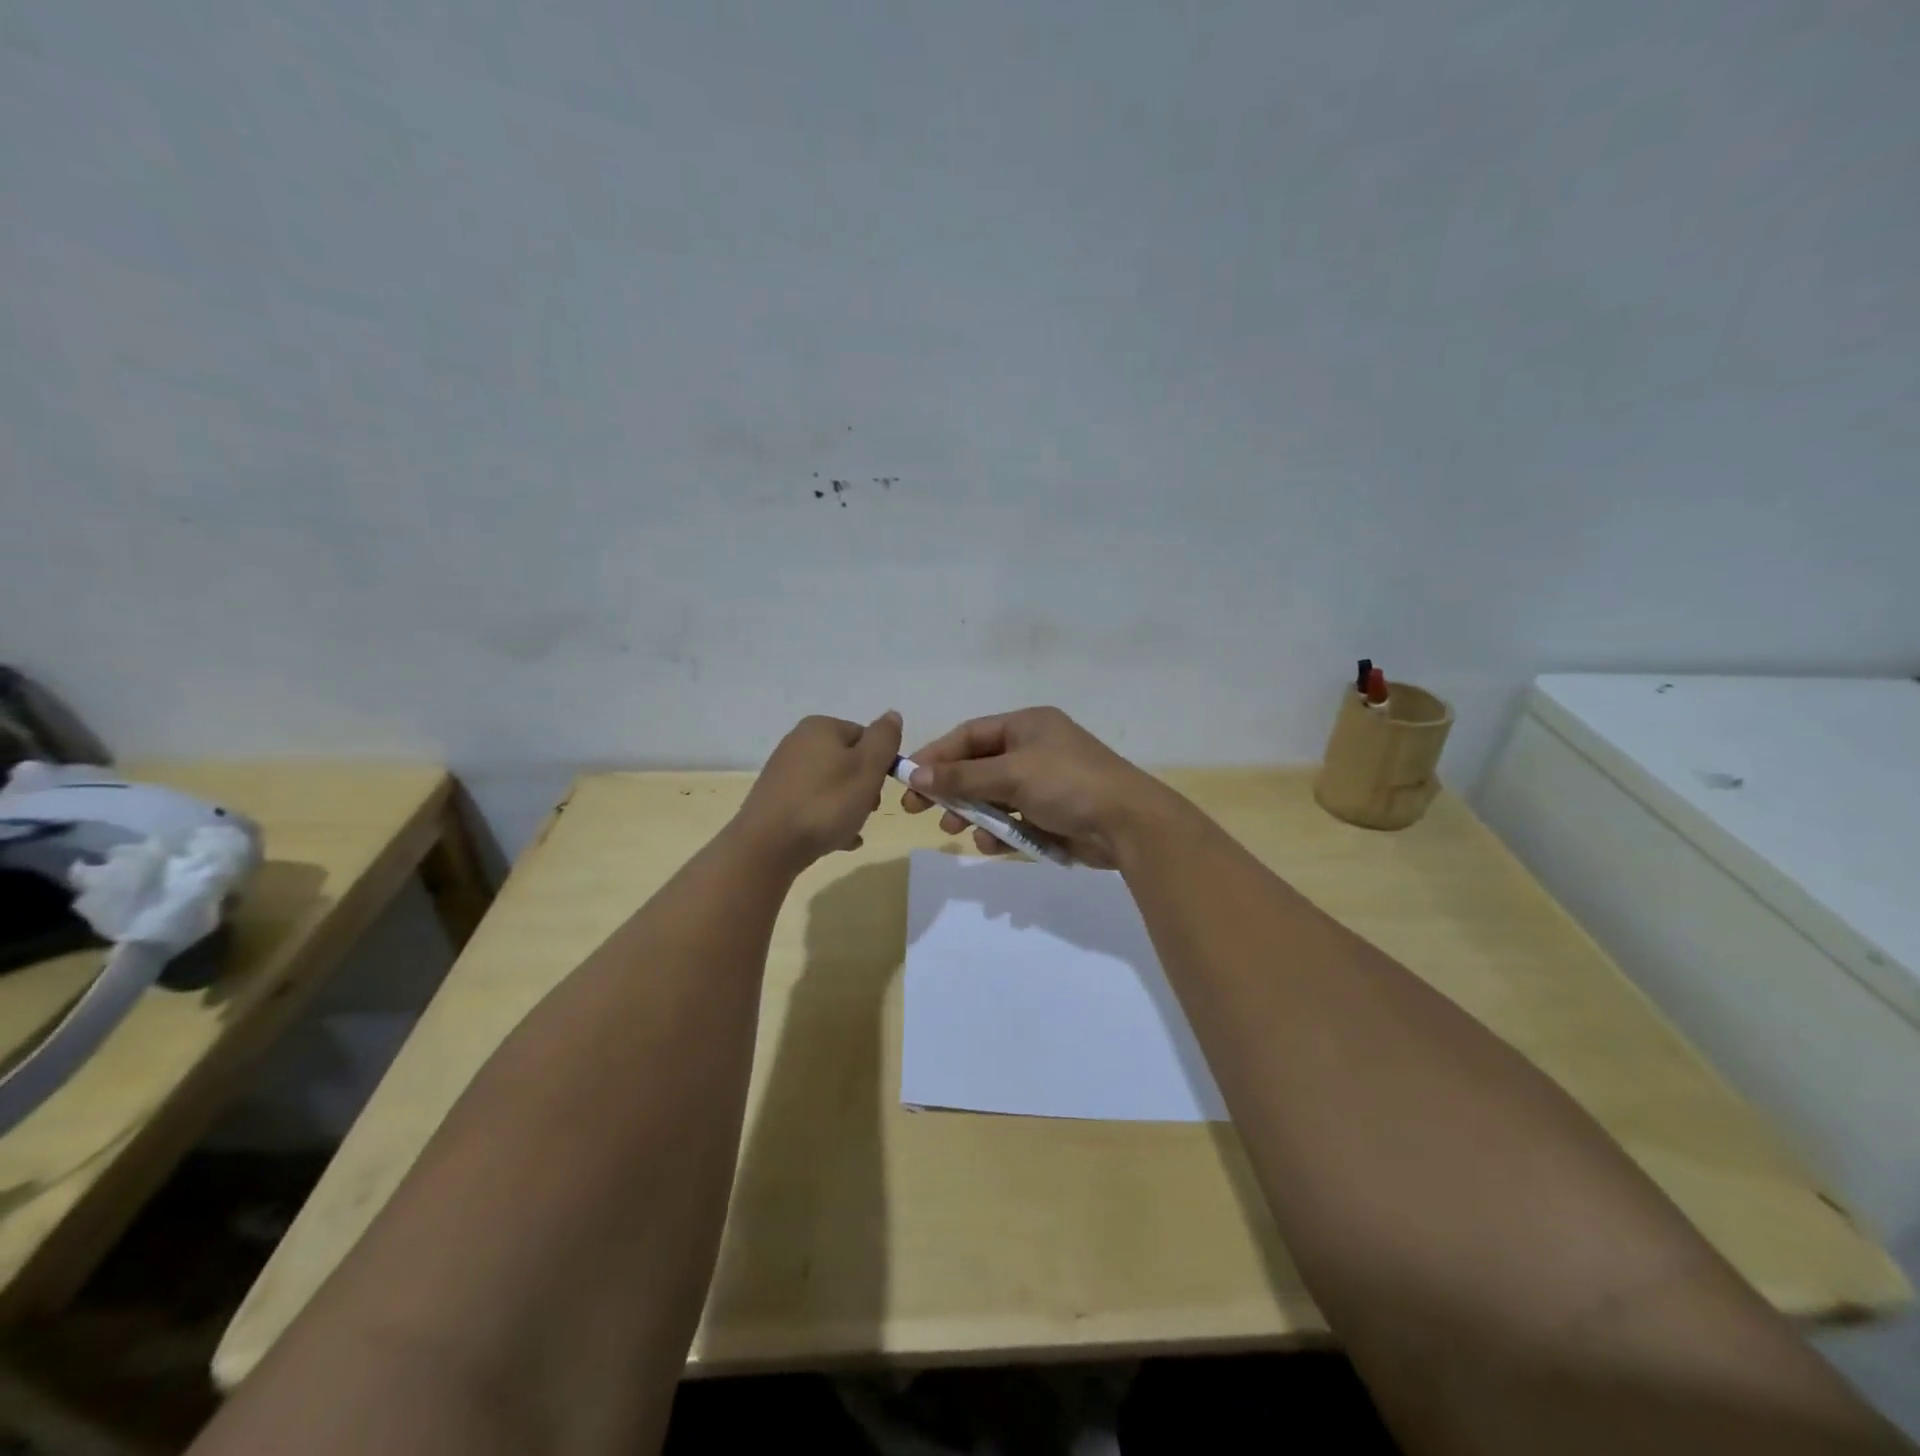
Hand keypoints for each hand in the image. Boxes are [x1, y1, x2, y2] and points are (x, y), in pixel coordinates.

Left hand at [735, 711, 902, 871]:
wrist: (768, 846)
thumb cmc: (826, 803)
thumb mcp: (868, 767)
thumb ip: (884, 739)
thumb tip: (892, 715)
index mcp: (821, 727)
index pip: (865, 737)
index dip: (880, 763)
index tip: (881, 788)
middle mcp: (799, 742)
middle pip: (848, 761)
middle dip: (864, 787)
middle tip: (867, 810)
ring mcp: (784, 772)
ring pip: (832, 785)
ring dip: (849, 806)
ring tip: (852, 829)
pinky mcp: (776, 799)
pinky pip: (813, 804)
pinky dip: (828, 819)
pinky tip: (838, 840)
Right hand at [900, 707, 1170, 868]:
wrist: (1128, 825)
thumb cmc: (1068, 784)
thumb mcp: (1012, 774)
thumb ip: (962, 775)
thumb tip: (917, 773)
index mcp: (1027, 726)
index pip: (970, 734)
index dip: (937, 755)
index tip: (909, 778)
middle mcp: (1034, 749)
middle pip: (978, 766)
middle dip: (950, 787)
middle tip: (918, 809)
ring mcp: (1044, 783)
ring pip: (993, 795)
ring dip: (971, 811)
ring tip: (954, 828)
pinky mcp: (1051, 814)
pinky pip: (1012, 819)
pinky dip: (998, 831)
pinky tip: (990, 844)